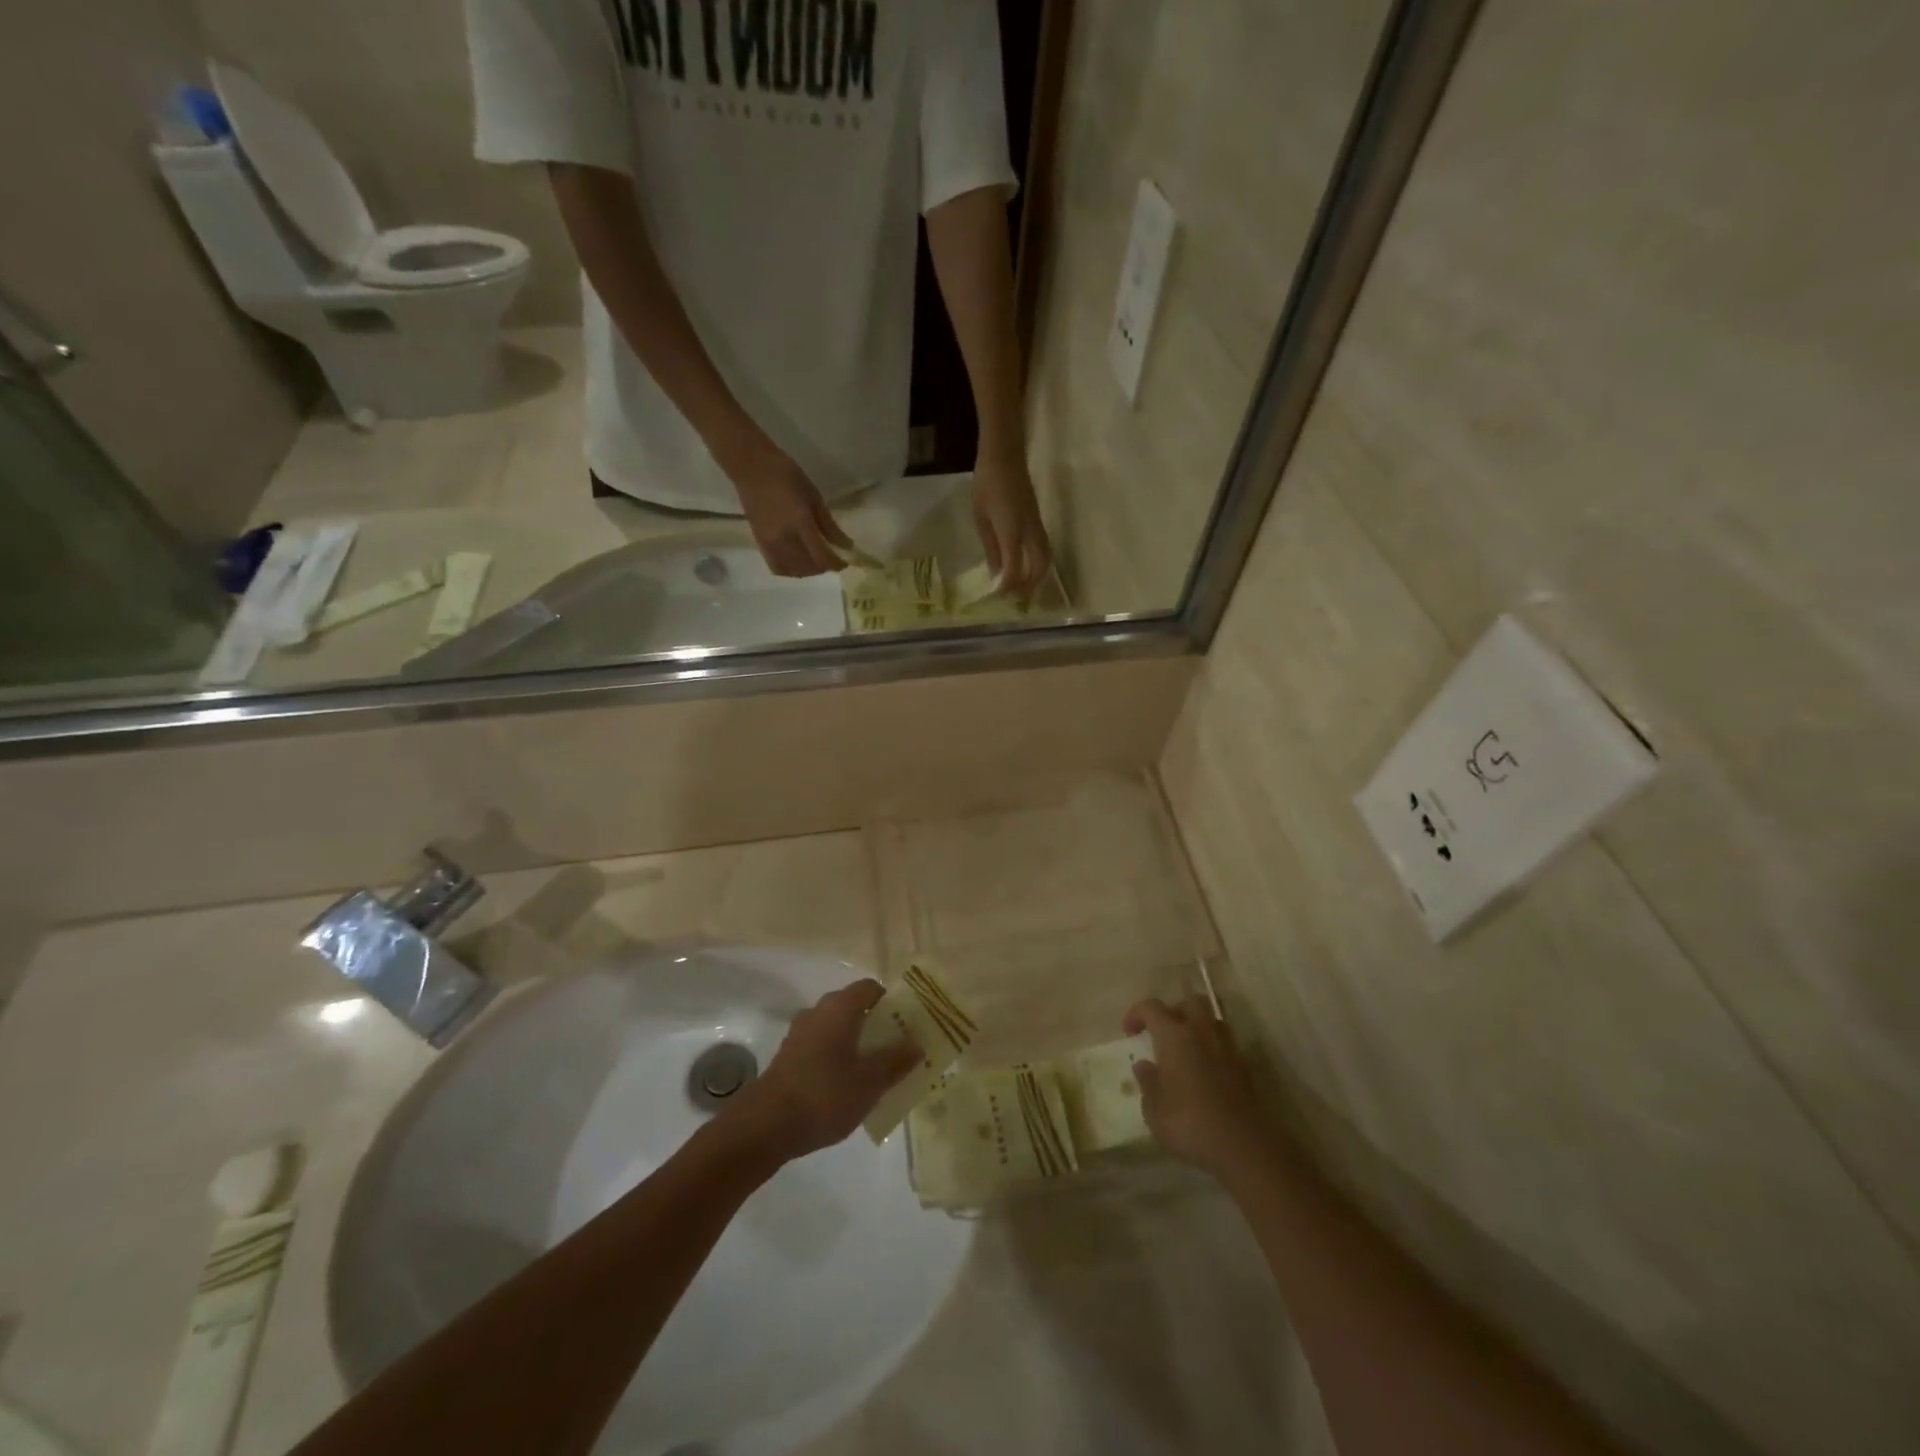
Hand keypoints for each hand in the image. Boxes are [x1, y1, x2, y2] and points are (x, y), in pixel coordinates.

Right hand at [723, 435, 853, 577]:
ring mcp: (770, 543)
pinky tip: (798, 561)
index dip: (836, 564)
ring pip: (793, 571)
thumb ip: (829, 525)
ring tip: (816, 560)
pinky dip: (791, 570)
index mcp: (800, 523)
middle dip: (824, 567)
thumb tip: (845, 546)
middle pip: (809, 568)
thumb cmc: (787, 475)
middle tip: (832, 557)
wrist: (751, 467)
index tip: (845, 561)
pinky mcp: (760, 544)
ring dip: (808, 571)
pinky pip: (778, 567)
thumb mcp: (814, 496)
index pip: (822, 557)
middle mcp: (784, 539)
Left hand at [729, 980, 920, 1160]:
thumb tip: (916, 1043)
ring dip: (856, 1043)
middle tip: (897, 1049)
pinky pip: (822, 1047)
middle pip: (854, 1007)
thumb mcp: (870, 1081)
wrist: (765, 1125)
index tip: (907, 1023)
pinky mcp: (789, 1056)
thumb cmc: (825, 1094)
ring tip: (875, 1072)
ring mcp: (800, 1034)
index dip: (891, 1001)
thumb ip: (896, 1060)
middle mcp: (818, 1011)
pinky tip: (847, 1087)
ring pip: (837, 1029)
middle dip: (876, 1025)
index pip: (870, 988)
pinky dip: (837, 1058)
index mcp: (840, 1007)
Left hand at [972, 453, 1051, 596]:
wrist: (1005, 454)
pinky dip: (1038, 563)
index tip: (999, 596)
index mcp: (1011, 530)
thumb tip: (996, 574)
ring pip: (1046, 558)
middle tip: (1017, 598)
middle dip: (1030, 585)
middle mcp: (1029, 531)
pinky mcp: (1038, 520)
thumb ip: (990, 547)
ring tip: (1024, 586)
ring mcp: (1037, 525)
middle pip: (1039, 566)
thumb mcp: (981, 517)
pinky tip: (1025, 567)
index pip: (1014, 568)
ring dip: (1038, 575)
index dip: (1008, 586)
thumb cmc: (986, 483)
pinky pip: (1044, 548)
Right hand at [1123, 996, 1275, 1179]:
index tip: (1129, 1032)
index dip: (1137, 1014)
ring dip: (1198, 1027)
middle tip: (1163, 1033)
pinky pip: (1225, 1045)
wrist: (1243, 1146)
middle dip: (1174, 1011)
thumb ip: (1147, 1082)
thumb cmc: (1188, 1123)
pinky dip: (1213, 1050)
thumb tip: (1144, 1065)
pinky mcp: (1245, 1068)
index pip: (1151, 1007)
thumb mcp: (1153, 1109)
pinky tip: (1205, 1072)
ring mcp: (1227, 1049)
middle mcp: (1201, 1032)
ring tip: (1186, 1050)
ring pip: (1212, 1020)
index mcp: (1174, 1035)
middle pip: (1190, 1002)